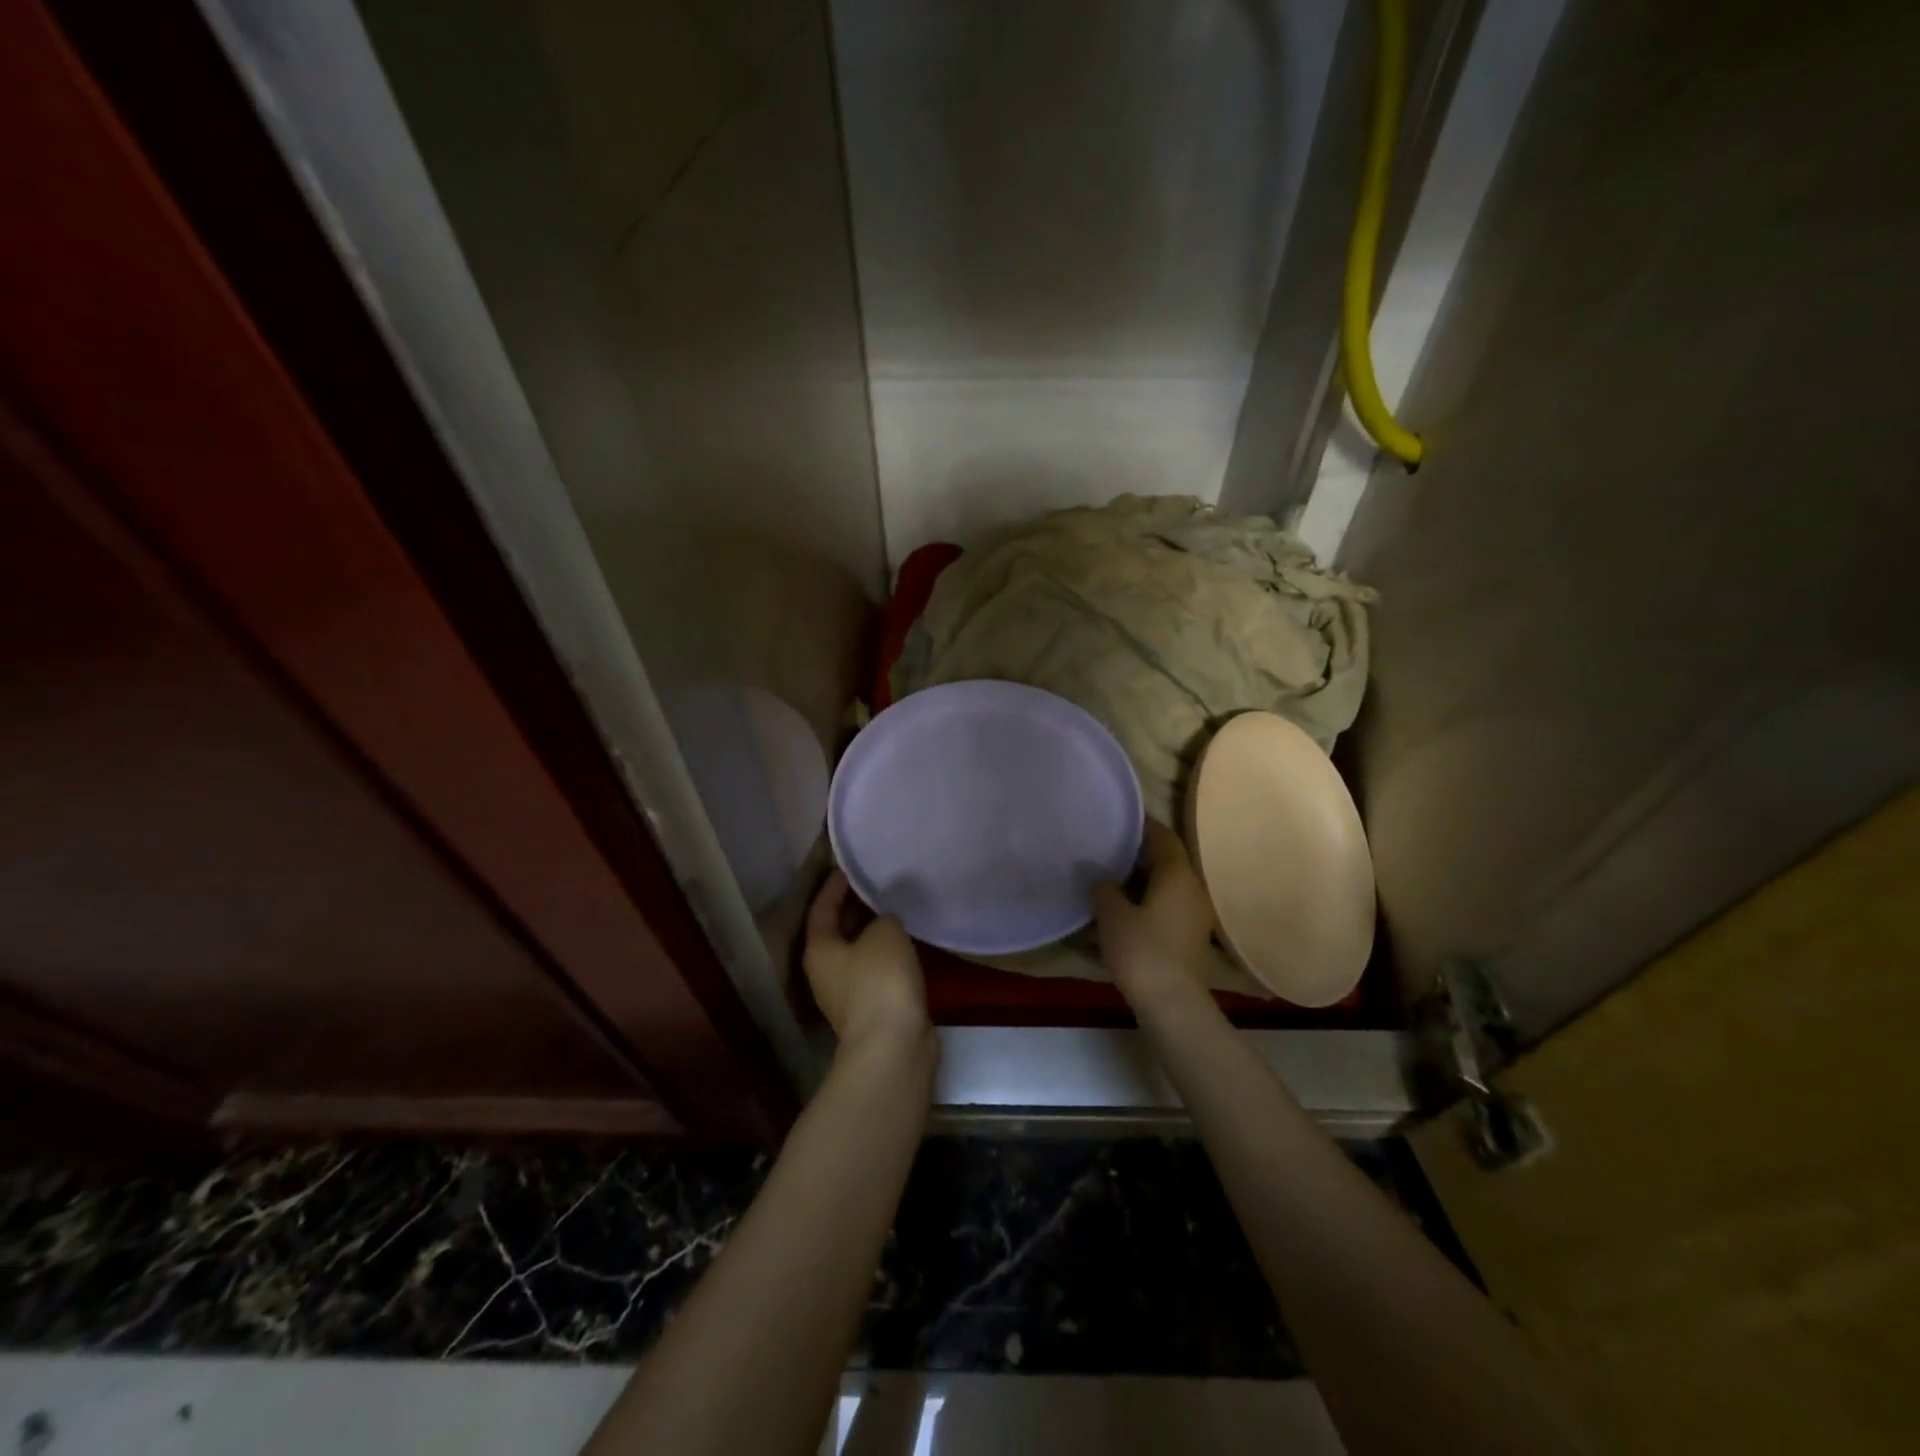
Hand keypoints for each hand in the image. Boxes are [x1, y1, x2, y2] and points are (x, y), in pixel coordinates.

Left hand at [803, 869, 930, 1052]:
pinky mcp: (871, 1010)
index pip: (821, 908)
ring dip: (872, 933)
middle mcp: (825, 972)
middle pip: (836, 931)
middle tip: (876, 884)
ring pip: (858, 953)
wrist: (893, 1046)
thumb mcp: (885, 933)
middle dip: (854, 908)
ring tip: (894, 909)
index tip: (849, 867)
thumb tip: (884, 922)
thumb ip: (883, 917)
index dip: (834, 885)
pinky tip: (906, 944)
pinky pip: (875, 971)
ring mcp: (847, 995)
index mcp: (819, 949)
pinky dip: (887, 955)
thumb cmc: (880, 981)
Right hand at [1092, 820, 1215, 1009]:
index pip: (1163, 837)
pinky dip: (1148, 899)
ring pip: (1167, 884)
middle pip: (1167, 860)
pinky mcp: (1190, 936)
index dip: (1143, 825)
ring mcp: (1195, 914)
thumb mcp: (1112, 915)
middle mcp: (1192, 888)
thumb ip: (1104, 888)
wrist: (1173, 1004)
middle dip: (1139, 852)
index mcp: (1177, 874)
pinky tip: (1124, 908)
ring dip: (1142, 878)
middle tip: (1108, 846)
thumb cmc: (1142, 951)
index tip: (1120, 818)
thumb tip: (1100, 876)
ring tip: (1111, 876)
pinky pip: (1168, 905)